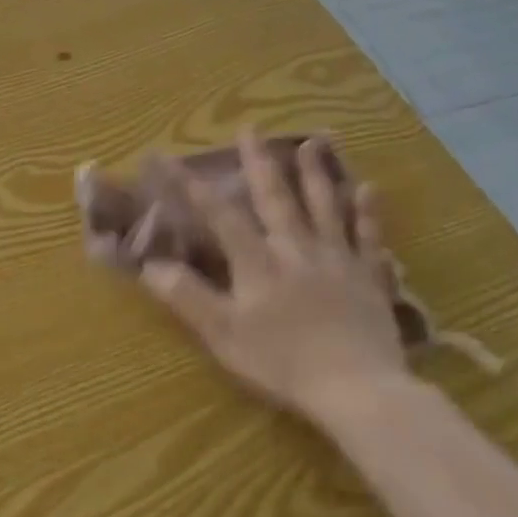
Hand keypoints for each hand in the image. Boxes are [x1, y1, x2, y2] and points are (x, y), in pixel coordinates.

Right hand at [137, 130, 409, 424]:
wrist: (358, 388)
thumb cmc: (283, 362)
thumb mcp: (223, 333)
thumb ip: (187, 296)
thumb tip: (149, 265)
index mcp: (258, 260)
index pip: (218, 214)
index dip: (189, 185)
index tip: (165, 157)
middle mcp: (296, 248)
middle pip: (275, 197)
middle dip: (259, 161)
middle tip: (251, 127)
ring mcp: (336, 260)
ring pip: (324, 207)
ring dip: (316, 173)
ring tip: (312, 141)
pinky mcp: (367, 278)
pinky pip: (368, 238)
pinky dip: (367, 213)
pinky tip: (368, 189)